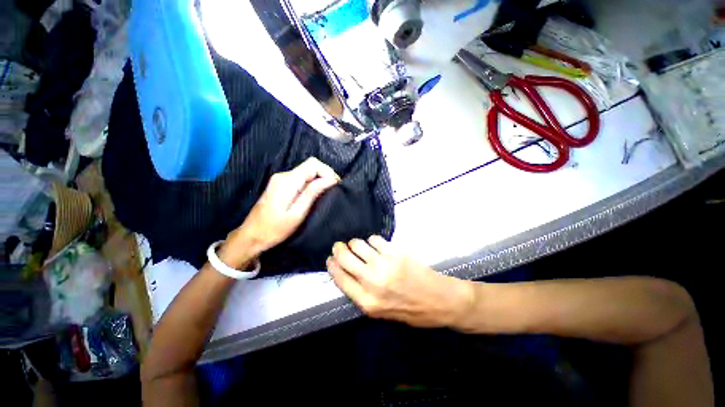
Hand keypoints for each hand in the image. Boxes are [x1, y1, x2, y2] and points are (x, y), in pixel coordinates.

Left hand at [221, 158, 339, 267]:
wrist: (252, 235)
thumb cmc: (275, 229)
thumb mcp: (297, 213)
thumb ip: (312, 193)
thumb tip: (330, 180)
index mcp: (287, 181)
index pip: (313, 164)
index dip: (328, 171)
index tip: (336, 185)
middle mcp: (283, 175)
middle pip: (310, 165)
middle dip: (325, 175)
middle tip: (334, 190)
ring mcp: (280, 179)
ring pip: (307, 171)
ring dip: (319, 179)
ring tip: (327, 193)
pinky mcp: (281, 184)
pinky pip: (301, 177)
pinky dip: (312, 182)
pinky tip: (315, 193)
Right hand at [327, 236, 473, 327]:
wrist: (439, 301)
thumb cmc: (411, 310)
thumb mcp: (381, 312)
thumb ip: (362, 294)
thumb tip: (347, 274)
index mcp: (367, 301)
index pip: (340, 278)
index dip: (332, 265)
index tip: (330, 258)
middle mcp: (372, 281)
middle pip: (344, 258)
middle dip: (339, 249)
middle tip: (339, 246)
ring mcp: (384, 264)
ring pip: (358, 245)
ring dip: (355, 243)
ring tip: (358, 245)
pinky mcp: (395, 252)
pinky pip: (374, 239)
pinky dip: (372, 240)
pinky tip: (375, 244)